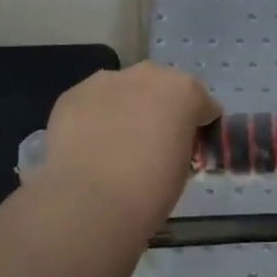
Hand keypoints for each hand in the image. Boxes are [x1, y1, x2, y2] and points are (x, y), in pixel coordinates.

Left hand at [37, 63, 219, 228]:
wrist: (90, 201)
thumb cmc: (151, 189)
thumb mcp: (183, 167)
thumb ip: (181, 144)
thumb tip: (169, 145)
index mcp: (184, 91)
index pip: (203, 104)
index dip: (199, 126)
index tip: (191, 148)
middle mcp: (147, 75)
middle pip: (161, 88)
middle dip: (161, 109)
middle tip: (154, 144)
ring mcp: (106, 81)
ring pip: (124, 91)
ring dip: (126, 109)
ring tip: (117, 144)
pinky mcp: (72, 94)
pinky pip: (93, 103)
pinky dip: (96, 118)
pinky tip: (90, 145)